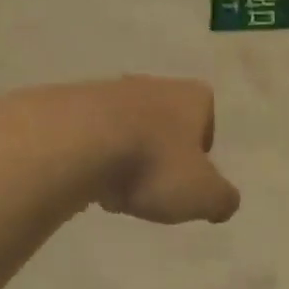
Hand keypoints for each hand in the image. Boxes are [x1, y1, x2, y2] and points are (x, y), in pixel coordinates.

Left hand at [81, 76, 241, 224]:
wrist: (71, 146)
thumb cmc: (153, 166)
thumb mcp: (205, 195)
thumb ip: (223, 200)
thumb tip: (224, 204)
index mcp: (190, 96)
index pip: (207, 112)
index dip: (203, 143)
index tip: (194, 170)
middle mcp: (150, 85)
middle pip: (165, 119)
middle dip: (163, 149)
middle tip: (159, 184)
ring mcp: (104, 91)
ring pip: (126, 127)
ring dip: (127, 155)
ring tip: (120, 189)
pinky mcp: (65, 106)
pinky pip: (89, 136)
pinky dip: (93, 158)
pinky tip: (89, 183)